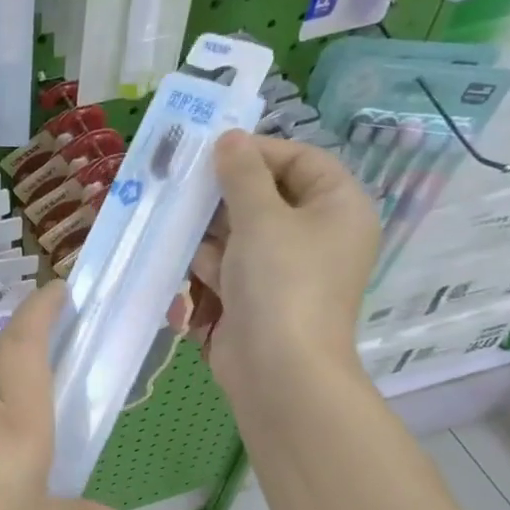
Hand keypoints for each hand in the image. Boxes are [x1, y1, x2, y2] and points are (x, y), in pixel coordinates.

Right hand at [190, 131, 379, 403]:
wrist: (278, 370)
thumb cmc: (281, 282)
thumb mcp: (261, 216)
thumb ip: (242, 173)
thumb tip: (230, 139)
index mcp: (338, 208)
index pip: (301, 160)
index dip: (258, 151)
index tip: (214, 151)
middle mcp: (317, 235)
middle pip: (267, 197)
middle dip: (223, 194)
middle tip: (182, 180)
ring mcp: (285, 270)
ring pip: (241, 233)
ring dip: (208, 229)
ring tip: (172, 217)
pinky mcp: (257, 297)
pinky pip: (230, 266)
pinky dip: (206, 262)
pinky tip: (176, 255)